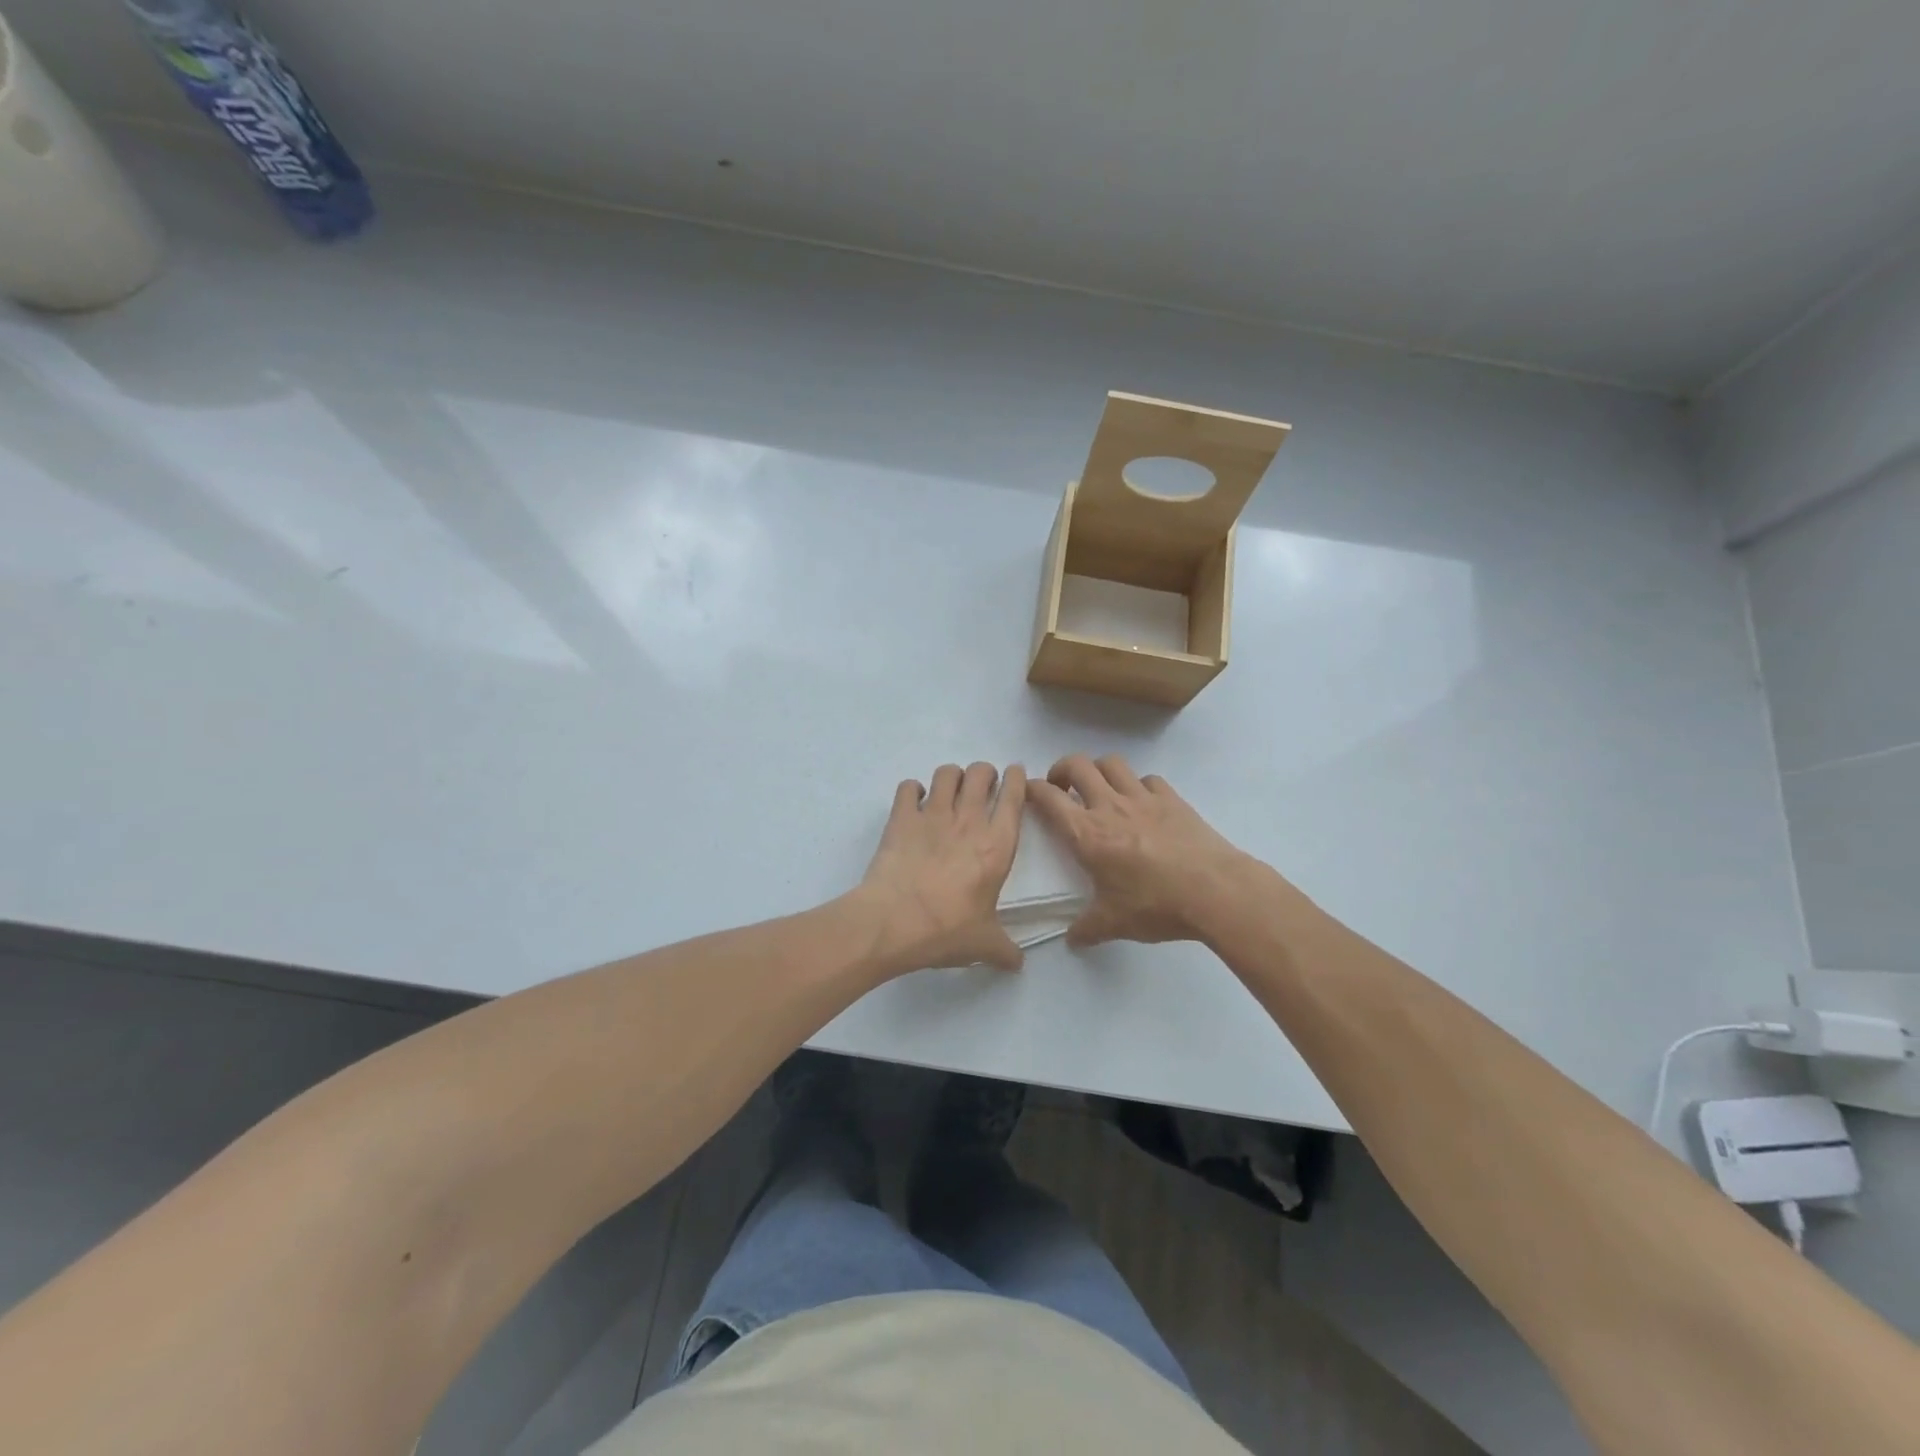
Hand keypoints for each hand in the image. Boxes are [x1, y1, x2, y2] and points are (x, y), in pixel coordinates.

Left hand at [858, 762, 1026, 973]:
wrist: (892, 923)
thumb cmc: (946, 931)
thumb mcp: (983, 944)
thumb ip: (1005, 950)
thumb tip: (1018, 963)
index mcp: (997, 846)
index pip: (1013, 797)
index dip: (1016, 779)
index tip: (1014, 775)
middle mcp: (968, 821)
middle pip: (981, 773)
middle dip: (984, 773)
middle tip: (982, 785)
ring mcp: (933, 815)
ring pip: (947, 773)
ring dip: (952, 776)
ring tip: (950, 790)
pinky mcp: (901, 818)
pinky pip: (909, 787)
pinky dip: (913, 789)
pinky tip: (914, 801)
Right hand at [1028, 754, 1256, 945]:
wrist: (1215, 891)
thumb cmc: (1156, 905)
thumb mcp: (1114, 923)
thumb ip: (1087, 929)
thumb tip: (1072, 940)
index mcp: (1087, 834)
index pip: (1049, 798)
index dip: (1032, 789)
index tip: (1028, 792)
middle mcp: (1110, 806)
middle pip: (1077, 765)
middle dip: (1062, 769)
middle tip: (1061, 787)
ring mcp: (1143, 798)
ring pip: (1112, 763)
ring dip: (1098, 769)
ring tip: (1099, 787)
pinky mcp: (1172, 799)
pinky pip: (1148, 779)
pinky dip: (1138, 785)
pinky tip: (1142, 803)